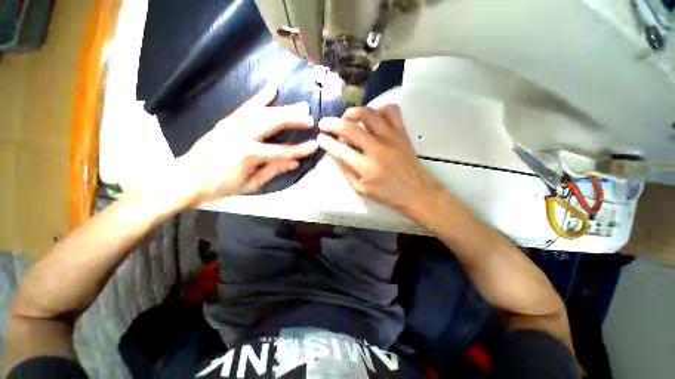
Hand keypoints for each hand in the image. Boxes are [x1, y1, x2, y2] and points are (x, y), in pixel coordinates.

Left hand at [178, 86, 318, 202]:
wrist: (190, 177)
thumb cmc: (223, 185)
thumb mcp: (252, 183)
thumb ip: (274, 170)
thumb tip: (295, 162)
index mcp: (249, 154)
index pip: (283, 150)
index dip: (301, 149)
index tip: (315, 145)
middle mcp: (242, 135)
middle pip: (274, 123)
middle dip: (295, 120)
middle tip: (310, 119)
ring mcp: (233, 124)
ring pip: (264, 112)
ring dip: (284, 108)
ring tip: (300, 105)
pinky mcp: (228, 120)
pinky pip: (247, 106)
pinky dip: (260, 97)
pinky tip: (272, 89)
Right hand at [317, 105, 442, 215]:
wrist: (417, 192)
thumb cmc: (387, 194)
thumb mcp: (361, 189)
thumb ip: (346, 170)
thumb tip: (335, 153)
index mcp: (365, 167)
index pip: (340, 149)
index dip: (326, 142)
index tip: (320, 137)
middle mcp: (377, 149)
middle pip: (350, 128)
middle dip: (332, 123)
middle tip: (324, 123)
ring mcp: (391, 138)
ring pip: (369, 114)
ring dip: (353, 112)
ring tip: (347, 117)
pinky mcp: (402, 133)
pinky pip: (392, 111)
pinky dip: (379, 109)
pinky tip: (373, 117)